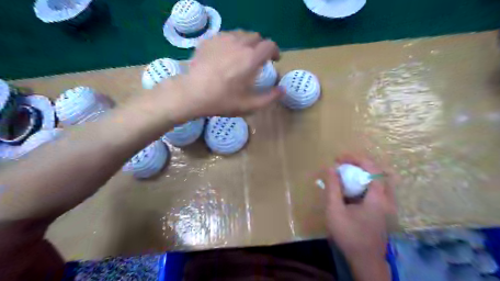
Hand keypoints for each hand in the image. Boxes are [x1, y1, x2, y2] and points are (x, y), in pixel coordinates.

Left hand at [159, 31, 281, 119]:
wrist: (192, 94)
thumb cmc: (222, 101)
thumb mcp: (249, 105)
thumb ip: (270, 97)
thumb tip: (283, 90)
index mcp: (251, 59)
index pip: (270, 45)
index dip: (275, 51)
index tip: (274, 60)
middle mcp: (239, 44)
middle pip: (256, 37)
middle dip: (261, 47)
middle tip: (258, 59)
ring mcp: (222, 39)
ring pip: (241, 34)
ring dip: (247, 43)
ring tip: (243, 55)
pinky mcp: (209, 40)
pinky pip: (226, 36)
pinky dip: (231, 42)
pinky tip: (226, 54)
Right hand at [322, 154, 396, 260]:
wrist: (365, 260)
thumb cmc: (349, 235)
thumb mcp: (335, 210)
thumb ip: (333, 187)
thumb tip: (331, 167)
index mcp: (377, 198)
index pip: (372, 168)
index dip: (356, 159)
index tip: (339, 158)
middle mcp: (387, 199)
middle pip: (377, 172)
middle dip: (359, 164)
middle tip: (342, 164)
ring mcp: (387, 205)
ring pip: (377, 180)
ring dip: (361, 172)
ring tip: (345, 172)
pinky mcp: (383, 210)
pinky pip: (375, 188)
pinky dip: (363, 182)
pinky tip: (350, 188)